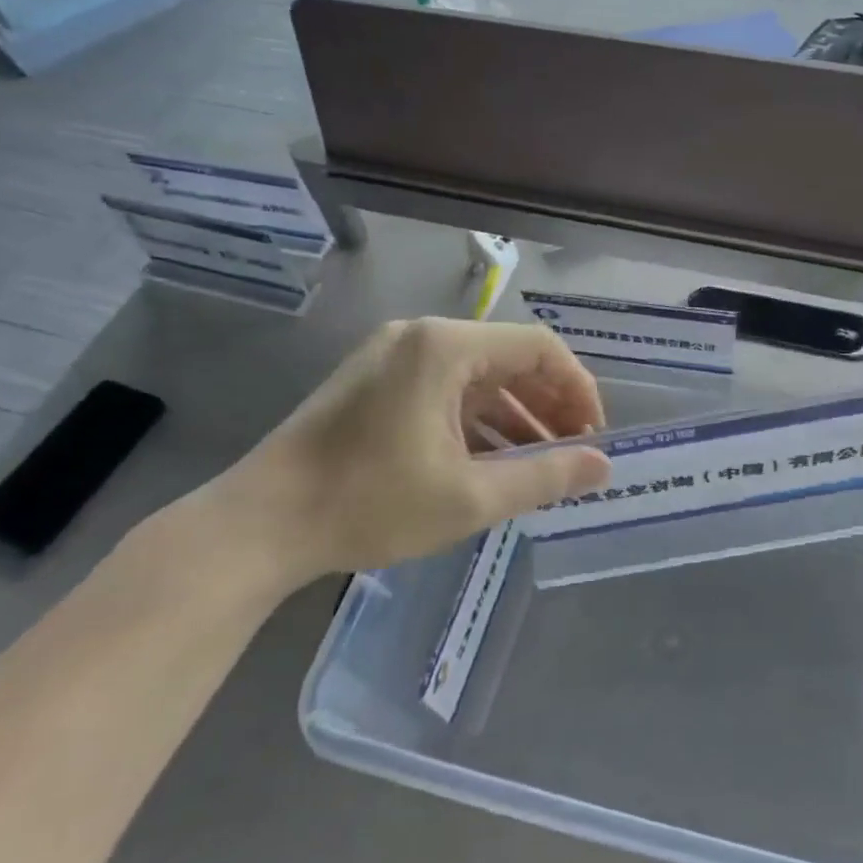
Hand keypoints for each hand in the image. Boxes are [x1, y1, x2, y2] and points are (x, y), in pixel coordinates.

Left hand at [178, 318, 610, 597]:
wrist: (258, 525)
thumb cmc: (368, 503)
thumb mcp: (470, 497)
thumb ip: (545, 477)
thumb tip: (603, 466)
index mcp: (446, 347)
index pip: (539, 348)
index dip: (578, 389)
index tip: (594, 437)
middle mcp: (421, 337)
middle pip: (509, 359)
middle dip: (549, 405)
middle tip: (573, 453)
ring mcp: (393, 357)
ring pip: (477, 377)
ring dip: (515, 417)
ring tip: (541, 465)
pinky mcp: (375, 382)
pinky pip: (445, 390)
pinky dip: (477, 421)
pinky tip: (492, 461)